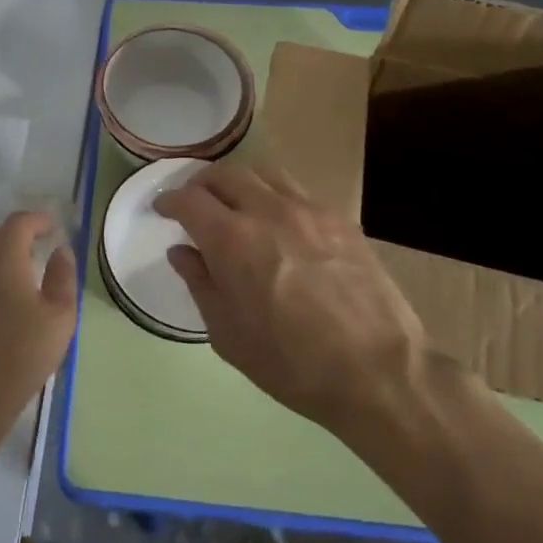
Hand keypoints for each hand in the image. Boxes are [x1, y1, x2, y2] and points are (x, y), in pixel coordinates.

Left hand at [0, 211, 76, 441]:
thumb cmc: (21, 356)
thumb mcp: (60, 318)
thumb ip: (63, 276)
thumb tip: (60, 251)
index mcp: (3, 258)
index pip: (18, 223)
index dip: (37, 220)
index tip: (51, 229)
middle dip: (8, 235)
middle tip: (28, 254)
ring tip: (7, 283)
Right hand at [156, 161, 430, 432]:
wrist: (378, 370)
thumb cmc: (292, 363)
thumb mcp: (229, 335)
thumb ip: (200, 284)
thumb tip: (182, 251)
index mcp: (232, 239)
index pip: (189, 199)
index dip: (170, 200)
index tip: (163, 208)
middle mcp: (266, 210)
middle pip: (225, 174)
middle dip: (202, 183)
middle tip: (196, 202)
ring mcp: (308, 209)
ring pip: (263, 172)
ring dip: (240, 181)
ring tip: (236, 202)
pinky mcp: (340, 218)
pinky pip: (297, 191)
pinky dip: (275, 195)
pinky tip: (279, 222)